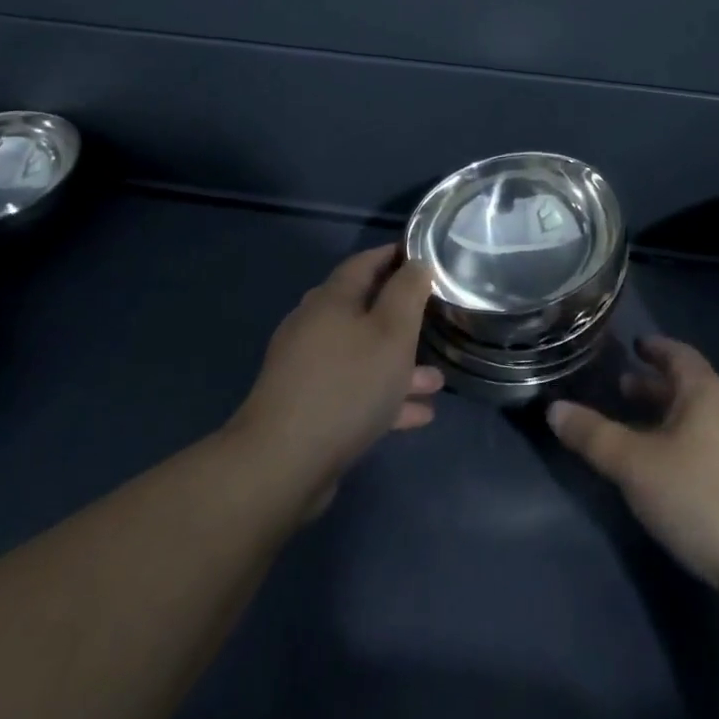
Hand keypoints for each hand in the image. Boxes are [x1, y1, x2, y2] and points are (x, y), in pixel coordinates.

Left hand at [229, 245, 443, 510]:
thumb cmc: (347, 385)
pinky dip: (384, 397)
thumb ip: (408, 293)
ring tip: (436, 381)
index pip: (365, 262)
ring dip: (398, 365)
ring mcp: (307, 368)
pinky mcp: (307, 406)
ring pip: (362, 355)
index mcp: (331, 299)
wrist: (283, 462)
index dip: (395, 256)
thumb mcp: (391, 333)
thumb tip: (416, 262)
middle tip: (433, 319)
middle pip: (363, 310)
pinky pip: (354, 391)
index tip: (425, 258)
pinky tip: (417, 415)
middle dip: (401, 317)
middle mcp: (314, 326)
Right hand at [548, 335, 718, 591]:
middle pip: (689, 386)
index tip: (635, 346)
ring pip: (701, 417)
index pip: (678, 354)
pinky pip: (713, 442)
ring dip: (670, 415)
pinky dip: (686, 440)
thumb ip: (593, 436)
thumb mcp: (635, 466)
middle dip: (655, 386)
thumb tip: (554, 409)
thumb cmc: (701, 498)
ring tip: (640, 428)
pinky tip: (671, 466)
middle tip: (622, 388)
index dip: (654, 348)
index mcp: (706, 393)